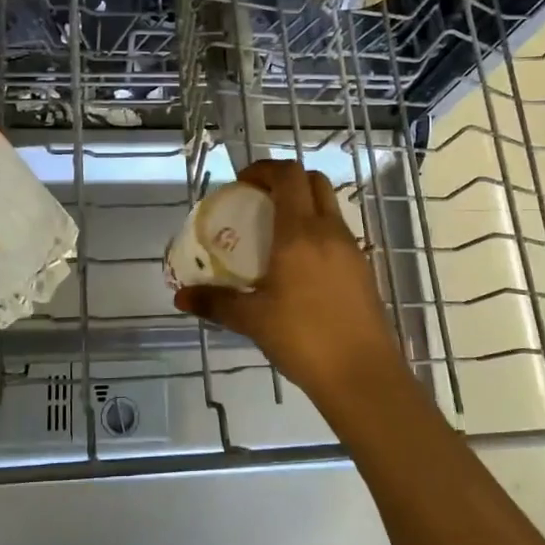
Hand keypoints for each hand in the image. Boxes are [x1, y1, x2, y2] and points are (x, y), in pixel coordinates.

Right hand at [173, 160, 412, 412]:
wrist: (362, 376)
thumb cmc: (303, 339)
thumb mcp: (252, 320)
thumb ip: (215, 302)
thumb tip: (180, 296)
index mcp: (300, 233)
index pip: (288, 176)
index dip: (264, 168)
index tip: (242, 183)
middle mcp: (329, 232)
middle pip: (314, 181)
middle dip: (286, 181)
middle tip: (258, 201)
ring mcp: (352, 250)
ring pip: (329, 207)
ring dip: (303, 205)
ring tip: (275, 234)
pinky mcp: (363, 270)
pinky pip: (337, 234)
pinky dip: (317, 231)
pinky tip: (298, 266)